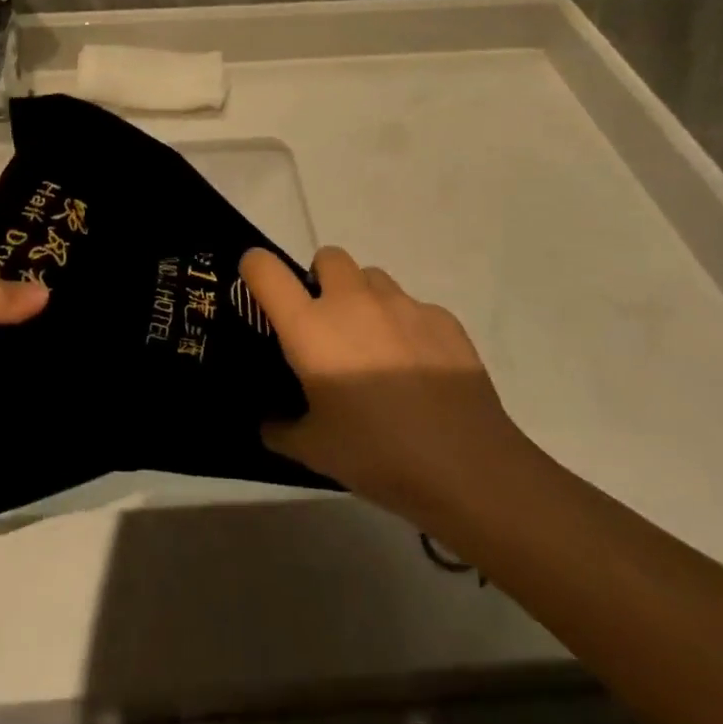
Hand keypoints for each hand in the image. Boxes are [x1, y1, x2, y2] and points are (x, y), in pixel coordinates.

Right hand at [241, 246, 518, 529]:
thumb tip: (272, 423)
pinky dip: (405, 326)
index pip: (265, 269)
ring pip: (372, 277)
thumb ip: (282, 429)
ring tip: (374, 347)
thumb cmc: (377, 455)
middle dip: (320, 280)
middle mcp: (352, 302)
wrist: (468, 467)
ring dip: (363, 299)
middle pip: (327, 256)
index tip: (260, 291)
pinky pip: (413, 307)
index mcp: (310, 328)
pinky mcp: (443, 319)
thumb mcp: (314, 451)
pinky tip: (418, 370)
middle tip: (327, 326)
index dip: (255, 269)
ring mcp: (402, 305)